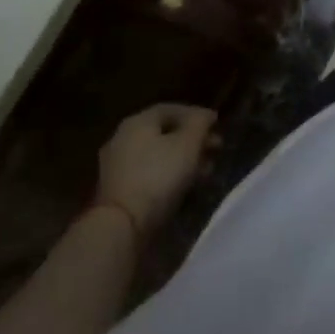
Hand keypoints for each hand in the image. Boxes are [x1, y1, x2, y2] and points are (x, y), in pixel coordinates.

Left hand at [94, 103, 218, 237]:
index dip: (196, 114)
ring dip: (184, 159)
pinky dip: (169, 174)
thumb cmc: (159, 176)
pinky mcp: (118, 189)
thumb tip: (206, 115)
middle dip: (193, 139)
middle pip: (164, 132)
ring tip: (206, 170)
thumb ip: (200, 124)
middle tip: (216, 148)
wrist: (122, 225)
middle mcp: (123, 138)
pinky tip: (186, 186)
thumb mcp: (188, 144)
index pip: (170, 109)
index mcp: (137, 122)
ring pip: (158, 154)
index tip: (217, 124)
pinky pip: (149, 173)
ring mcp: (117, 165)